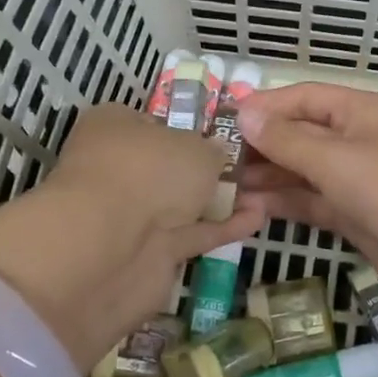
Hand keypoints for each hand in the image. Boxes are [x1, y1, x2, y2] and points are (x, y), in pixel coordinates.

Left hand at [0, 103, 263, 370]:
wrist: (112, 246)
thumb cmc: (149, 171)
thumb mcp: (196, 146)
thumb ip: (213, 150)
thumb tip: (216, 154)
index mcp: (115, 127)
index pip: (155, 122)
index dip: (189, 127)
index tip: (228, 134)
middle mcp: (120, 167)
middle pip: (171, 165)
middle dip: (209, 168)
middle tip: (254, 164)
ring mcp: (133, 214)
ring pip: (183, 202)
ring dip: (221, 199)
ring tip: (266, 191)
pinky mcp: (150, 254)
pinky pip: (194, 234)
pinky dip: (223, 227)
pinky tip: (259, 217)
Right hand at [237, 83, 377, 312]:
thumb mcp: (337, 160)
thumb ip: (288, 140)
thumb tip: (245, 113)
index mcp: (359, 113)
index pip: (303, 98)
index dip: (264, 107)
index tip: (224, 122)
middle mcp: (356, 141)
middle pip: (301, 134)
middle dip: (262, 146)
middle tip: (217, 162)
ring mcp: (356, 180)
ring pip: (303, 171)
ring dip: (268, 177)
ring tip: (224, 187)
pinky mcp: (355, 215)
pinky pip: (312, 202)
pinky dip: (284, 204)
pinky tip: (249, 209)